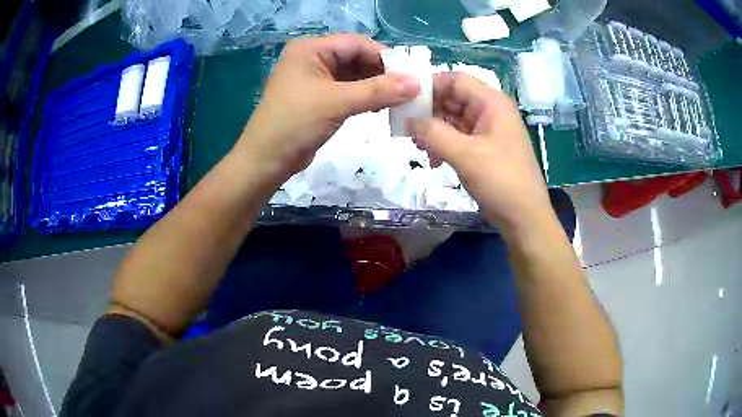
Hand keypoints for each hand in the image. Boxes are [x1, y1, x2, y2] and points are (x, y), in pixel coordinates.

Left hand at [235, 34, 419, 185]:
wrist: (266, 161)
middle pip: (356, 58)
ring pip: (354, 75)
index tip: (412, 74)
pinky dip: (365, 96)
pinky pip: (348, 90)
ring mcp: (315, 78)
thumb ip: (378, 91)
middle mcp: (313, 58)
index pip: (357, 44)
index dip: (385, 57)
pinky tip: (382, 106)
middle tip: (409, 88)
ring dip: (376, 86)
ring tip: (400, 99)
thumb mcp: (337, 103)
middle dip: (382, 73)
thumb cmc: (295, 124)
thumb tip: (416, 83)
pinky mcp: (318, 97)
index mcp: (311, 48)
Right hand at [407, 72, 550, 230]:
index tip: (405, 99)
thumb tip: (408, 120)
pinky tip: (435, 160)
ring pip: (454, 119)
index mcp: (492, 103)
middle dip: (429, 112)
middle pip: (453, 99)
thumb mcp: (464, 154)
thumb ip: (433, 132)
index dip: (430, 86)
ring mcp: (488, 130)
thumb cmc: (500, 180)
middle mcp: (491, 111)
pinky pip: (459, 137)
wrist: (524, 217)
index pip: (456, 80)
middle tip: (407, 128)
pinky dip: (444, 144)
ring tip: (419, 148)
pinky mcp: (485, 148)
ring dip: (435, 131)